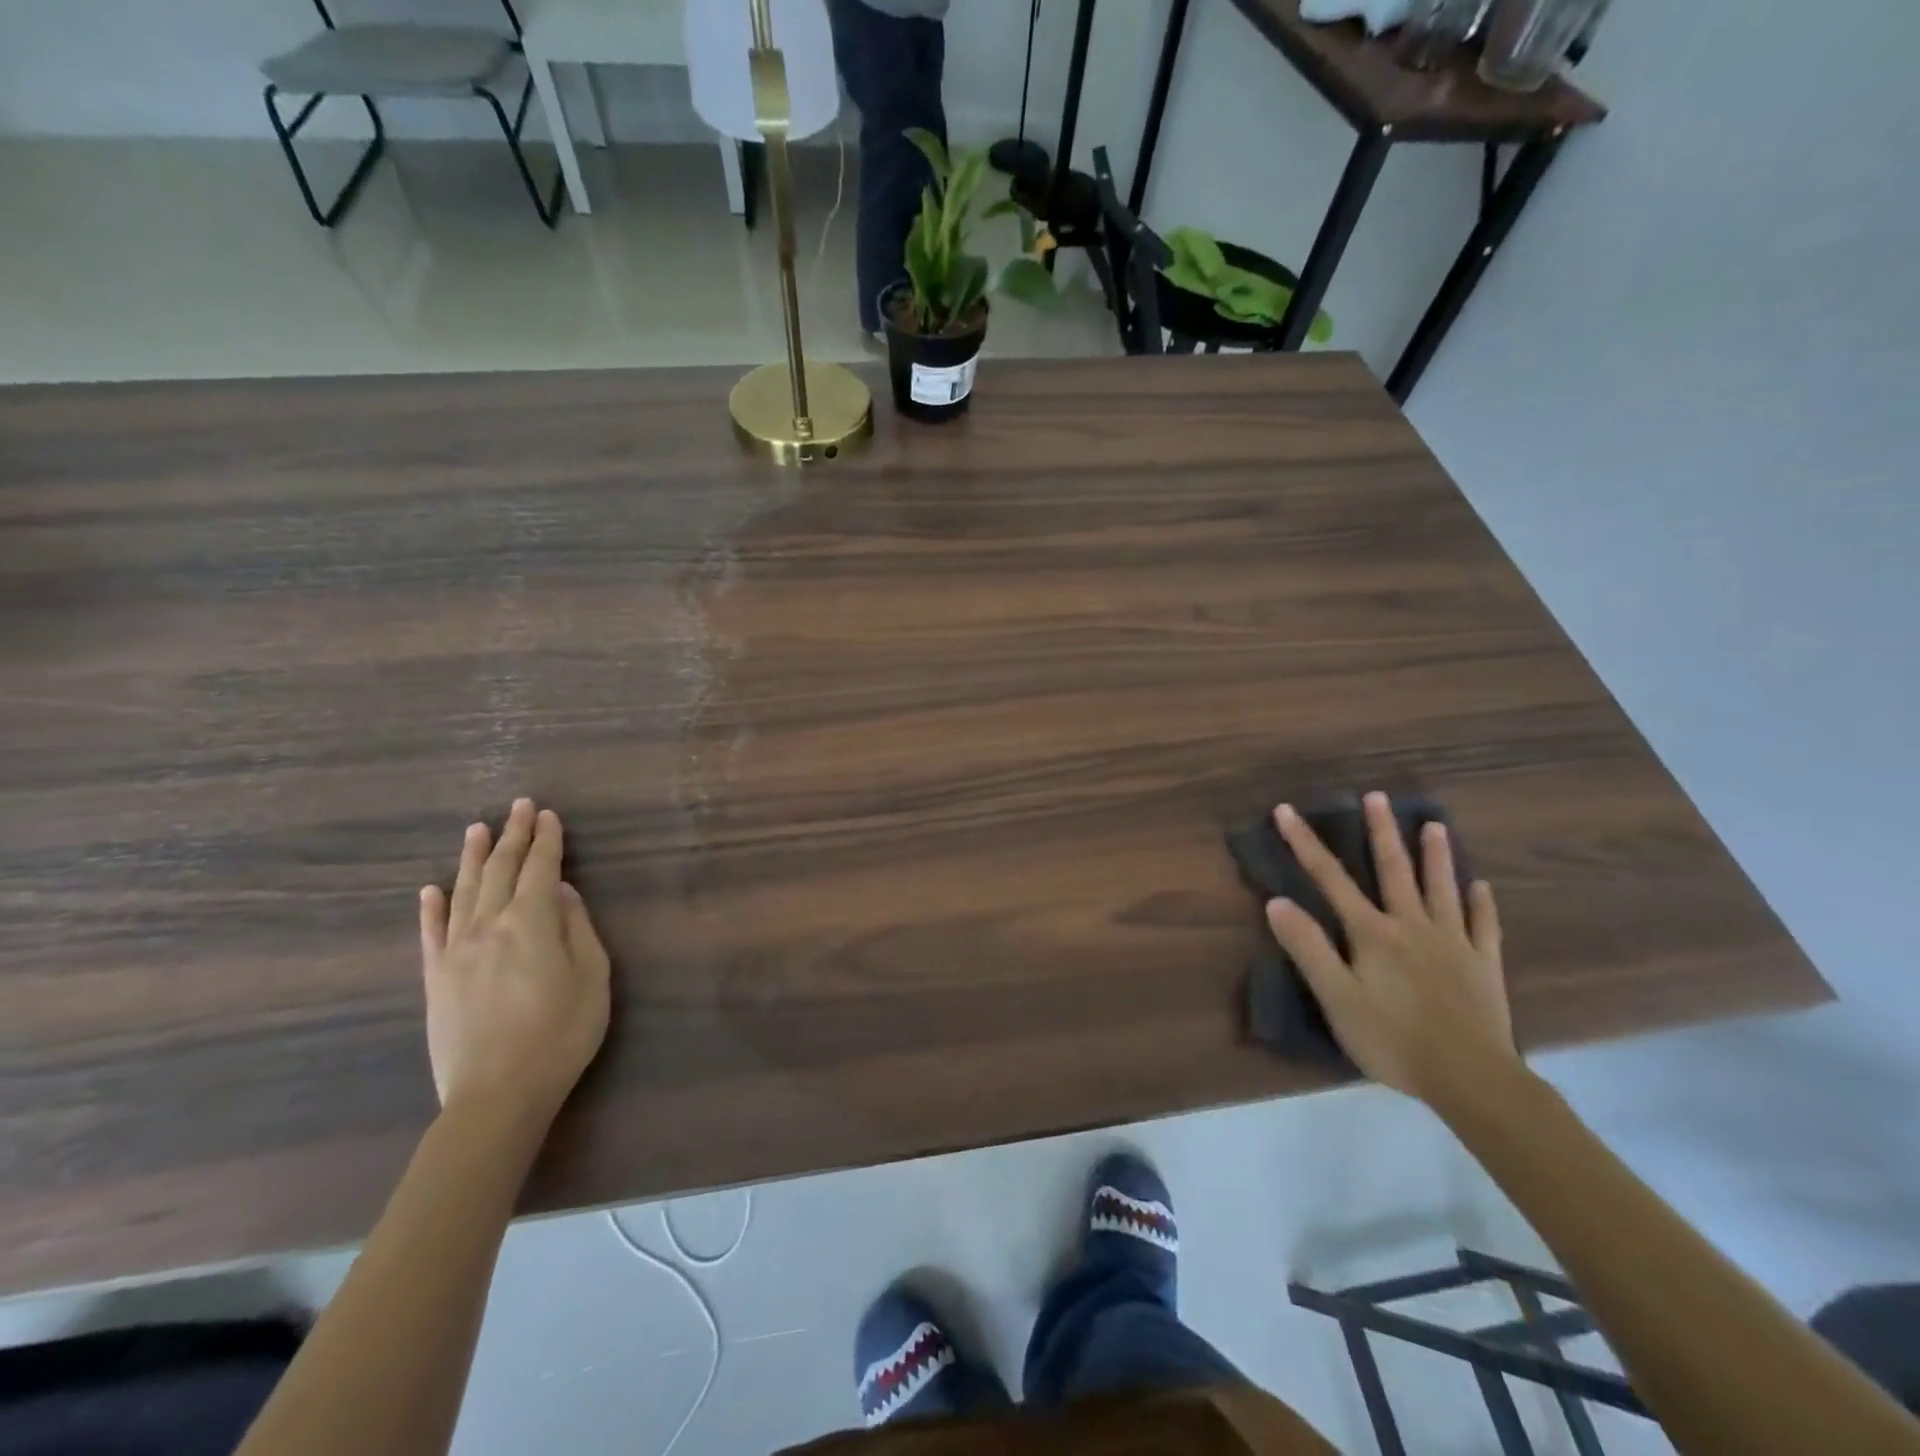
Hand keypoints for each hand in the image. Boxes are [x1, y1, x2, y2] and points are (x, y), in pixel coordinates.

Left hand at [418, 799, 610, 1129]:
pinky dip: (431, 907)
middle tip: (518, 806)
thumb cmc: (561, 1034)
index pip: (540, 868)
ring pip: (463, 892)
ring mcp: (456, 951)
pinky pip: (431, 933)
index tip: (548, 814)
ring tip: (477, 829)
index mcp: (532, 923)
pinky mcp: (435, 978)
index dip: (546, 839)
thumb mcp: (593, 977)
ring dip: (472, 858)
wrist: (497, 1095)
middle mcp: (489, 926)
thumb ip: (578, 928)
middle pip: (500, 871)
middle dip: (512, 835)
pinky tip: (430, 888)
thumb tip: (562, 892)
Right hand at [1264, 792, 1519, 1106]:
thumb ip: (1308, 948)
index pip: (1330, 878)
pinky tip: (1482, 886)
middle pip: (1394, 870)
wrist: (1472, 1079)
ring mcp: (1454, 943)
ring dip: (1436, 856)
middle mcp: (1412, 926)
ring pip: (1442, 889)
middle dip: (1382, 832)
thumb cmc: (1393, 1039)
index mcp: (1372, 933)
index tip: (1286, 810)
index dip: (1304, 843)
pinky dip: (1482, 903)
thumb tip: (1276, 901)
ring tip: (1434, 824)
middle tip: (1377, 797)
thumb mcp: (1337, 998)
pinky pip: (1484, 926)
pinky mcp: (1484, 965)